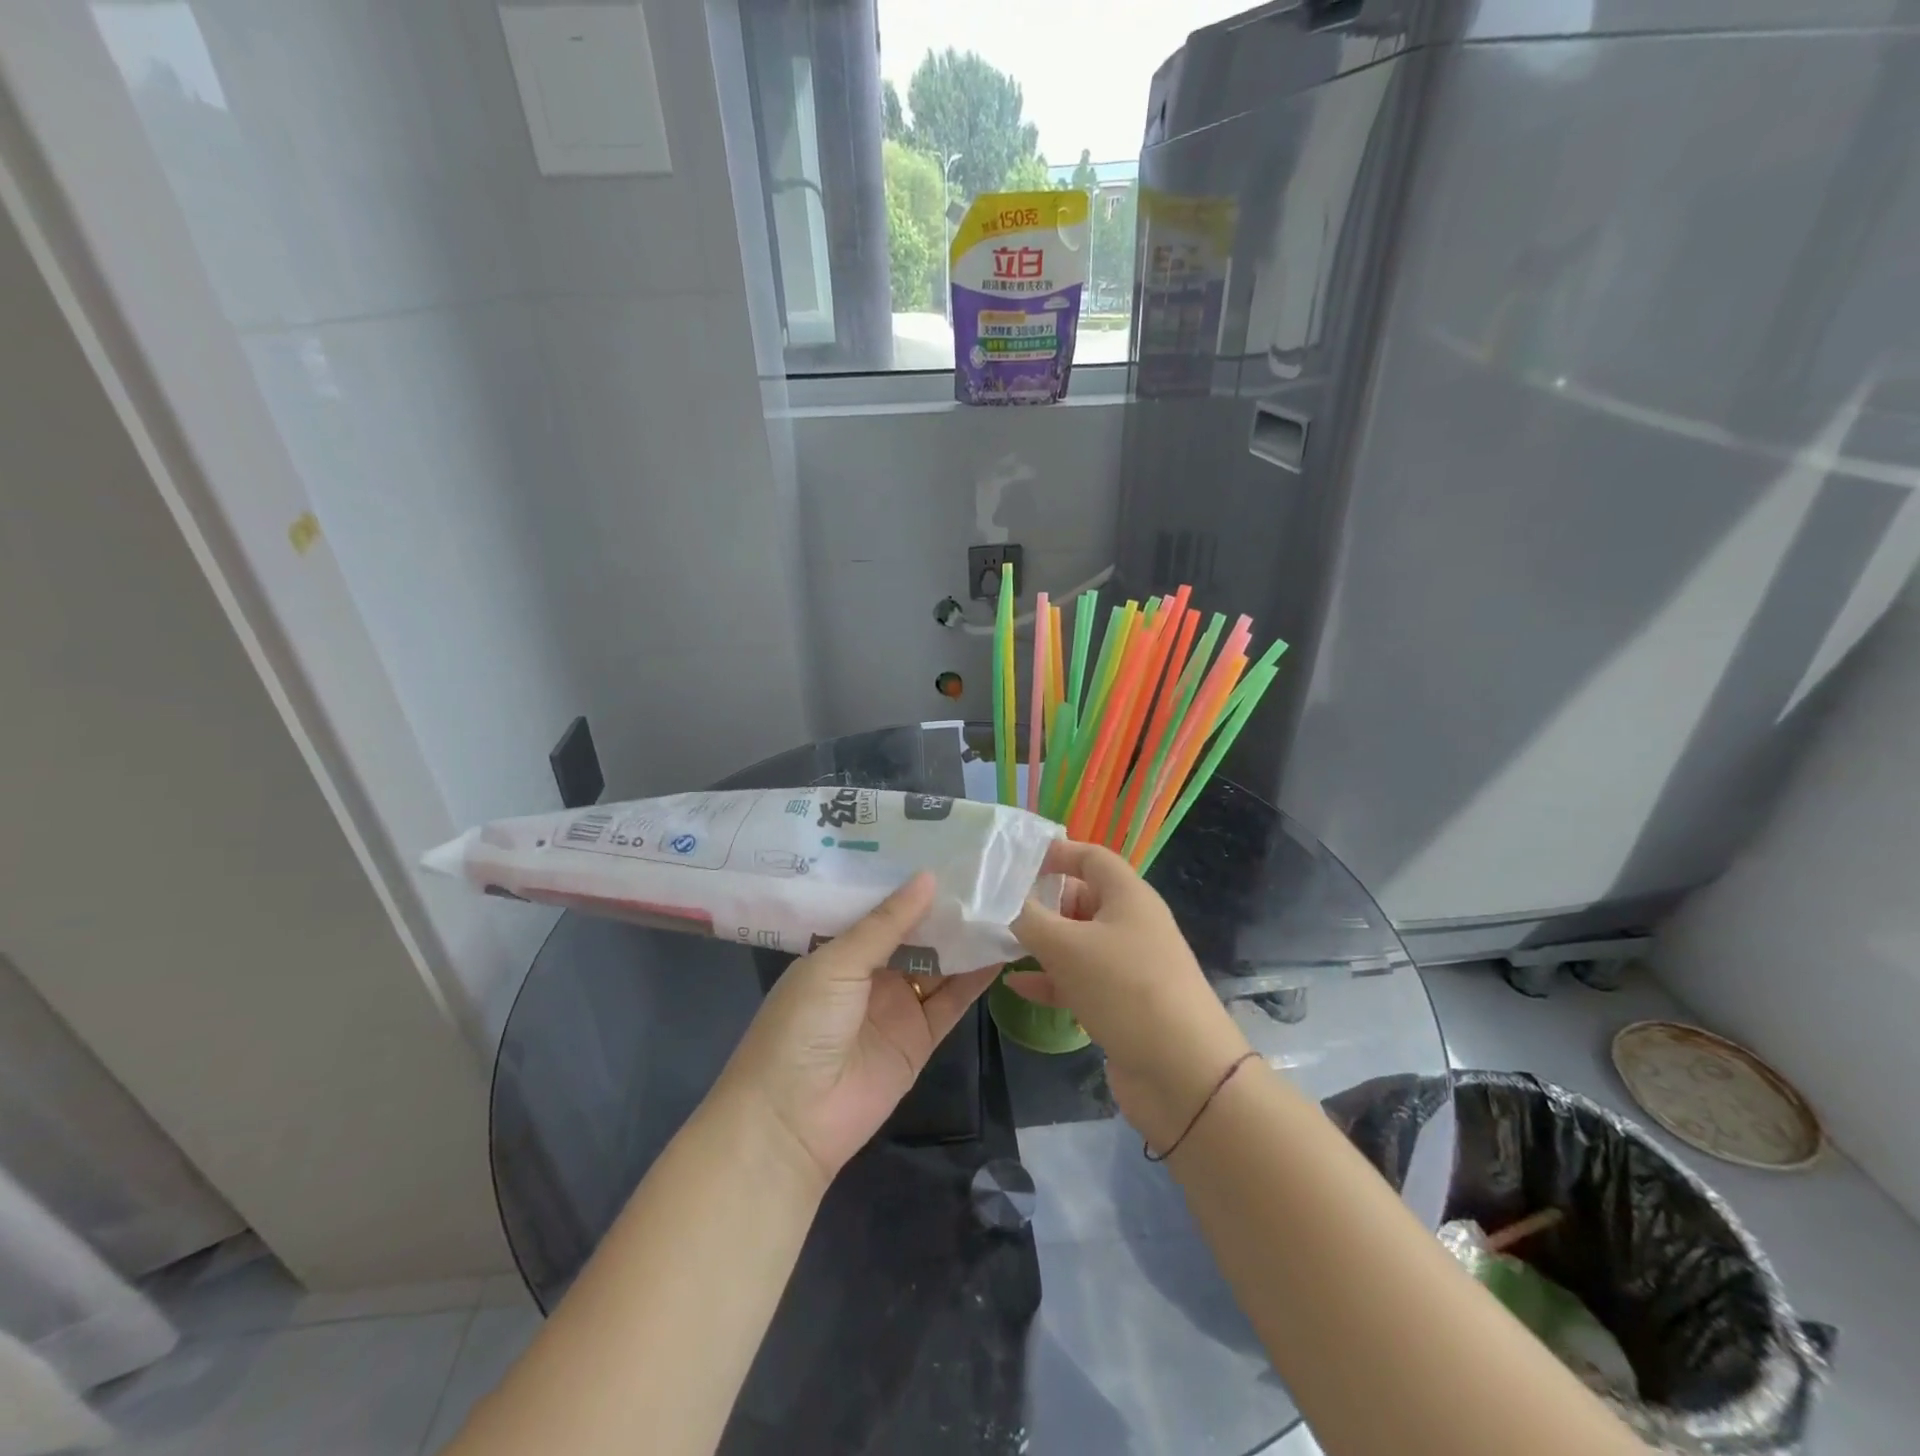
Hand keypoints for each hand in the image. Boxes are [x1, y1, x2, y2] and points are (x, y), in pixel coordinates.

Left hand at [716, 873, 999, 1185]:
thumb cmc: (802, 1026)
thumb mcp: (837, 964)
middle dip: (946, 908)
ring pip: (939, 964)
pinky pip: (953, 1001)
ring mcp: (898, 1006)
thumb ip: (886, 924)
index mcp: (841, 949)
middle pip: (916, 934)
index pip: (883, 908)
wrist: (792, 1120)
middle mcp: (872, 973)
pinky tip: (1001, 949)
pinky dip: (976, 978)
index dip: (912, 884)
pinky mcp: (921, 1038)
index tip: (949, 851)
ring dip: (966, 939)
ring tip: (1004, 902)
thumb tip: (928, 877)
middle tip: (988, 870)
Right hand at [1009, 840, 1249, 1151]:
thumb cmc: (1124, 989)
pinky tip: (1017, 987)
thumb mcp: (1066, 946)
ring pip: (1078, 942)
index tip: (1014, 862)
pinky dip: (1051, 980)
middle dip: (1042, 902)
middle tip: (998, 908)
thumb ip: (1028, 918)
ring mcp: (1129, 966)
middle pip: (1082, 898)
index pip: (1090, 857)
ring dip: (1042, 943)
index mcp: (1128, 896)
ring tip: (1000, 944)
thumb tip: (1001, 899)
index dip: (1055, 853)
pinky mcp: (1123, 1004)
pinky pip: (1080, 981)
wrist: (1183, 1074)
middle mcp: (1132, 924)